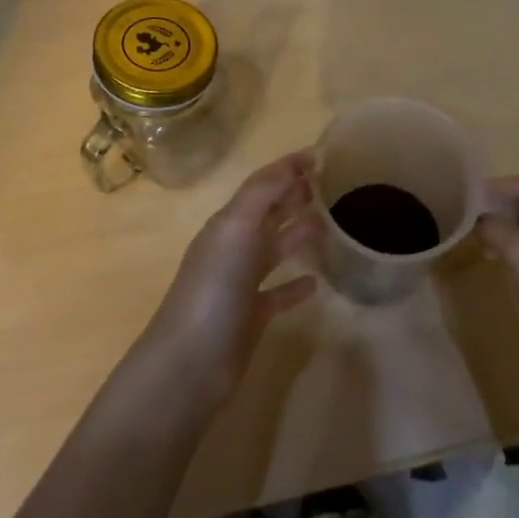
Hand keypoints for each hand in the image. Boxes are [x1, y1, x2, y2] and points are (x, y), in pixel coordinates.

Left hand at [138, 151, 321, 406]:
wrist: (190, 362)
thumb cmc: (214, 288)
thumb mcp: (236, 229)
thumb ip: (263, 193)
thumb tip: (294, 163)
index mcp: (228, 223)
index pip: (261, 185)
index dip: (287, 168)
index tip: (321, 155)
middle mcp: (233, 248)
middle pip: (267, 213)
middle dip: (293, 195)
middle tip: (328, 184)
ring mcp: (240, 284)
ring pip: (273, 250)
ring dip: (297, 234)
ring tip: (328, 223)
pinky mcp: (251, 316)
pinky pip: (277, 293)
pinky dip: (295, 285)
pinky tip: (316, 282)